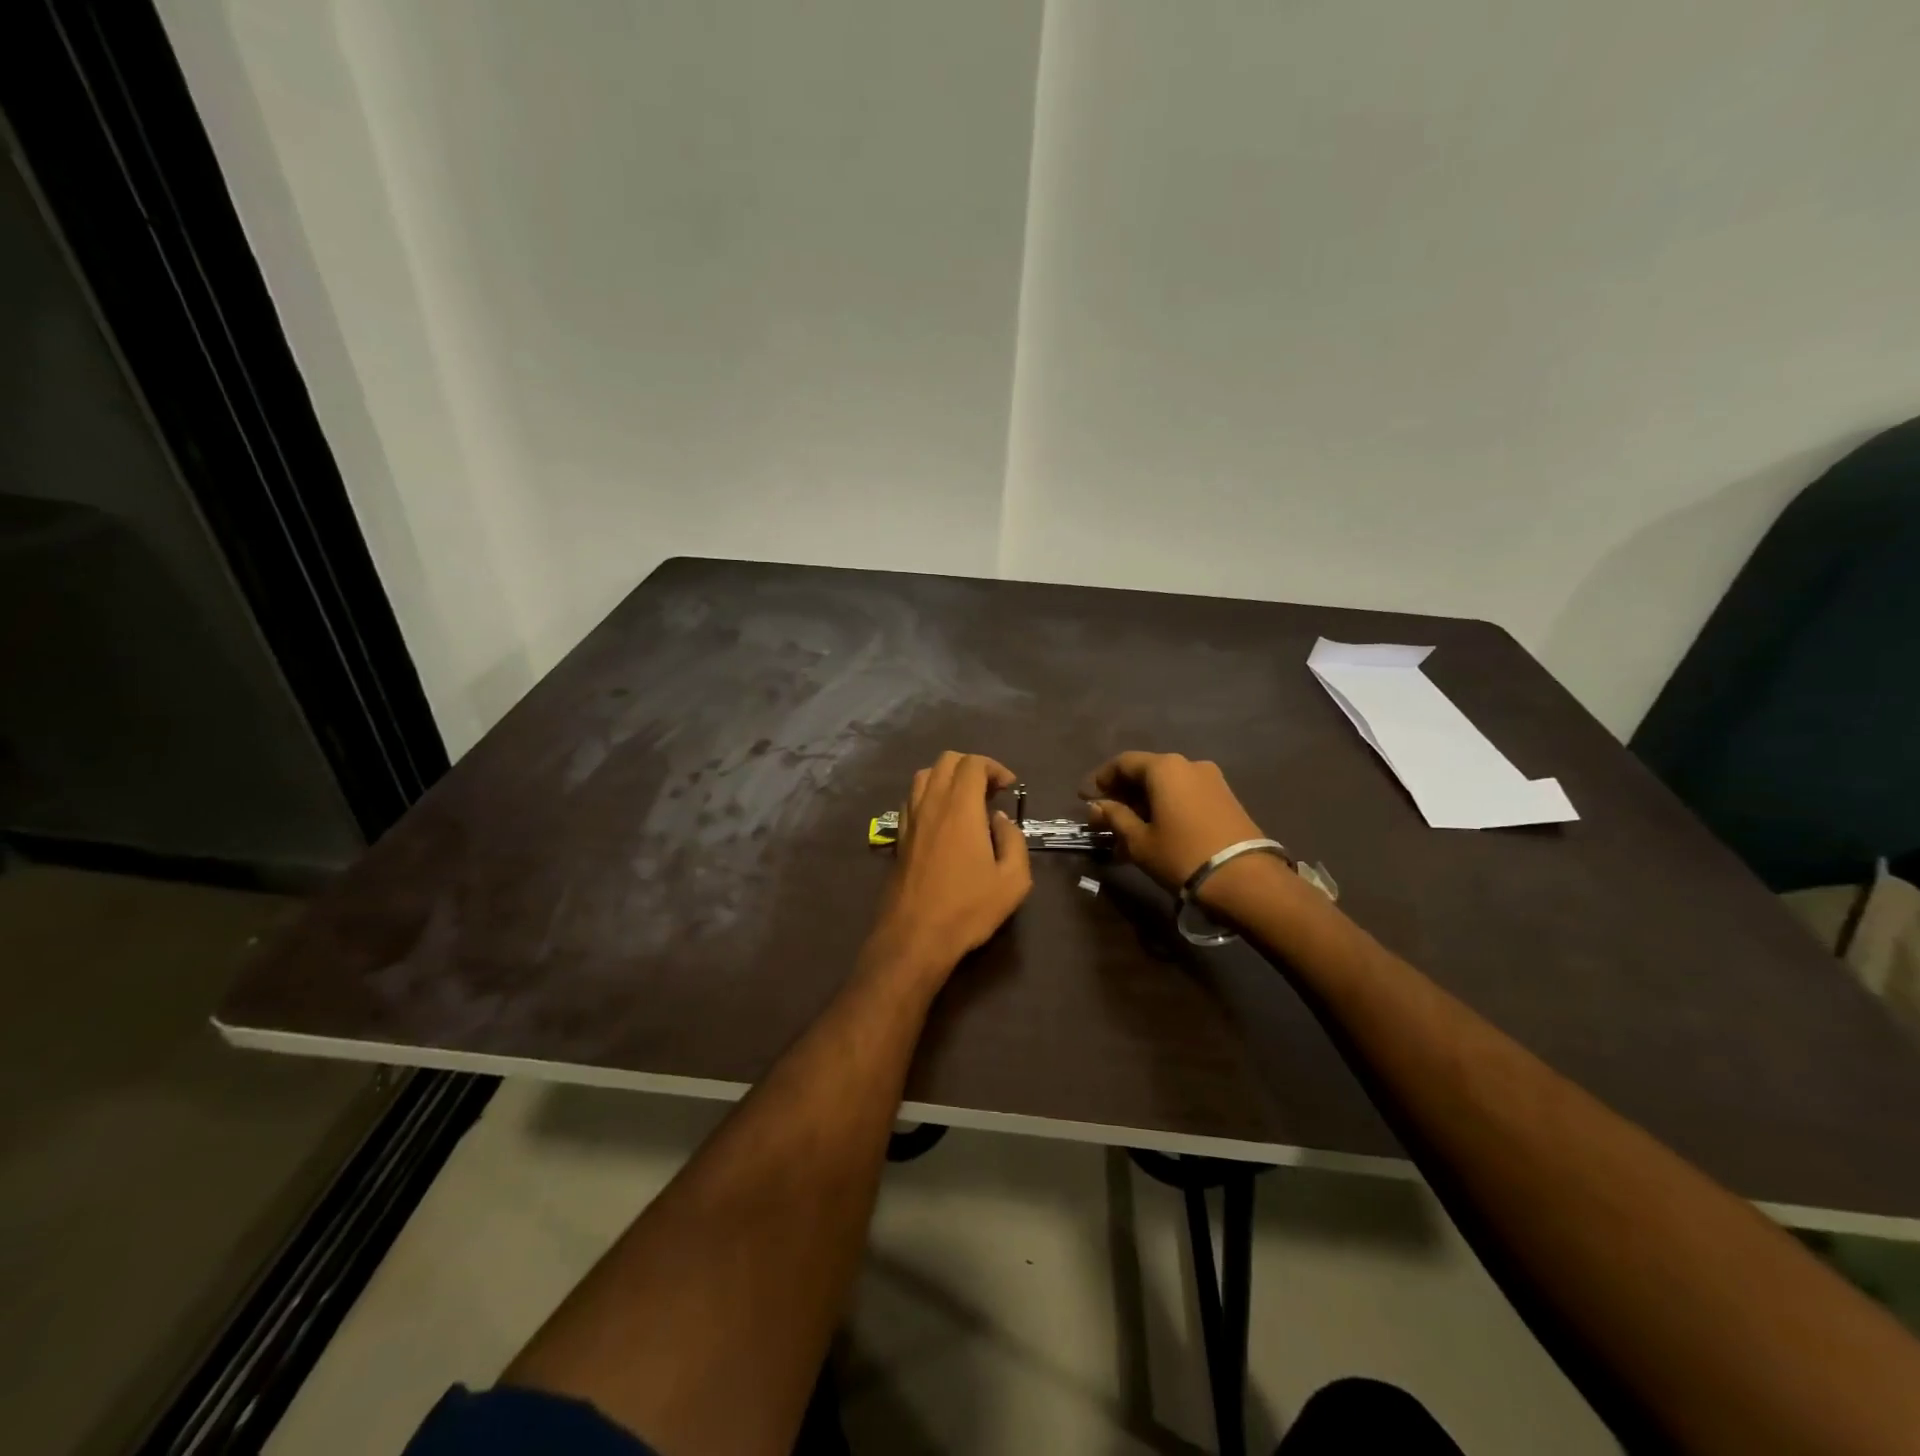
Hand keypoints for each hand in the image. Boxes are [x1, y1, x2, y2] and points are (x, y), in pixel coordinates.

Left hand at [866, 752, 1032, 984]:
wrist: (914, 936)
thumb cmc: (968, 908)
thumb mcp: (1013, 880)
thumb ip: (1013, 840)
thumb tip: (1000, 820)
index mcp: (960, 808)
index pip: (973, 764)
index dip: (995, 768)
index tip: (1009, 787)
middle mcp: (931, 804)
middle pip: (946, 761)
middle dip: (972, 767)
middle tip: (991, 792)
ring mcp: (910, 820)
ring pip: (924, 776)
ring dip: (947, 778)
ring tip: (966, 802)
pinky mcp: (899, 837)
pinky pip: (912, 799)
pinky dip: (929, 796)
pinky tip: (942, 821)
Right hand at [1080, 751, 1266, 891]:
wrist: (1245, 879)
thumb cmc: (1182, 855)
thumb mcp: (1139, 840)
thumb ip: (1115, 818)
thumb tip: (1096, 806)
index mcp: (1164, 767)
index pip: (1123, 763)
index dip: (1101, 779)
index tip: (1085, 798)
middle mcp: (1188, 764)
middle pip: (1146, 772)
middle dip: (1122, 794)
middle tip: (1104, 817)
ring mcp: (1212, 780)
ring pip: (1167, 786)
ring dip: (1144, 804)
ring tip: (1127, 831)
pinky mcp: (1226, 799)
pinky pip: (1185, 796)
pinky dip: (1165, 808)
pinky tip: (1155, 832)